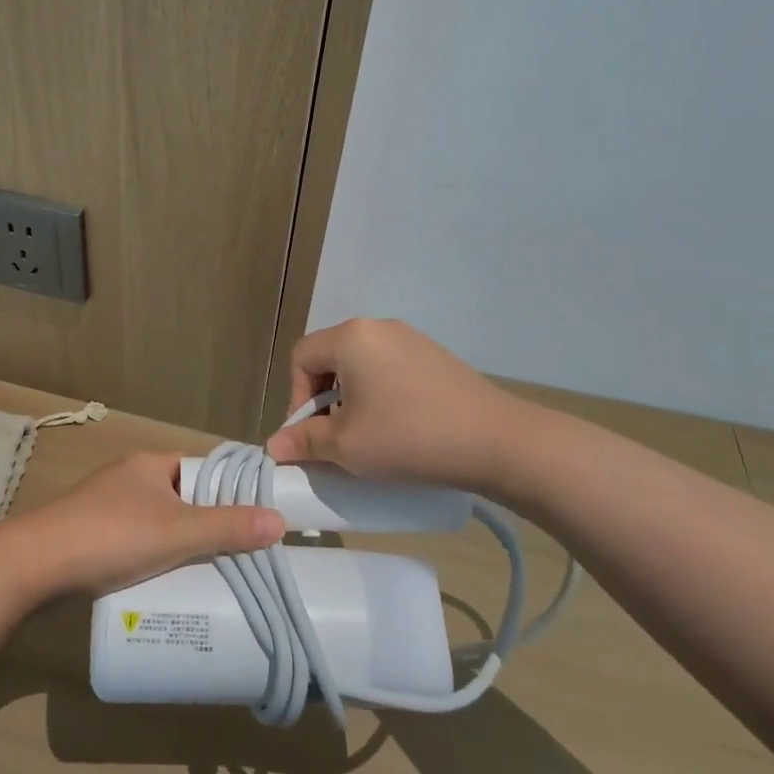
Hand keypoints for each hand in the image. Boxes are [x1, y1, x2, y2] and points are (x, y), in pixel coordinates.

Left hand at [10, 452, 284, 596]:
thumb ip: (227, 527)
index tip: (254, 517)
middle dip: (205, 525)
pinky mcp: (89, 537)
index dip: (227, 490)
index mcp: (150, 465)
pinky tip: (163, 584)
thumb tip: (279, 521)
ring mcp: (105, 508)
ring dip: (178, 546)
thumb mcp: (177, 533)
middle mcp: (128, 479)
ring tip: (207, 576)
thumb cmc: (111, 536)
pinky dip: (151, 559)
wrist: (34, 564)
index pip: (200, 469)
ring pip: (156, 524)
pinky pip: (133, 544)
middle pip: (180, 499)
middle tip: (237, 555)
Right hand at [264, 318, 534, 493]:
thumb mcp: (347, 446)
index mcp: (351, 337)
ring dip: (352, 397)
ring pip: (361, 364)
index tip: (311, 435)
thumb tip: (275, 445)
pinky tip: (400, 426)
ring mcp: (411, 339)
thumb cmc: (409, 438)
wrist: (497, 441)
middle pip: (330, 357)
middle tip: (336, 436)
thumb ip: (304, 441)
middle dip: (323, 398)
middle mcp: (378, 327)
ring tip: (368, 435)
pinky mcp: (435, 356)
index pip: (301, 358)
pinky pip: (390, 368)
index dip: (296, 398)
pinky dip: (381, 394)